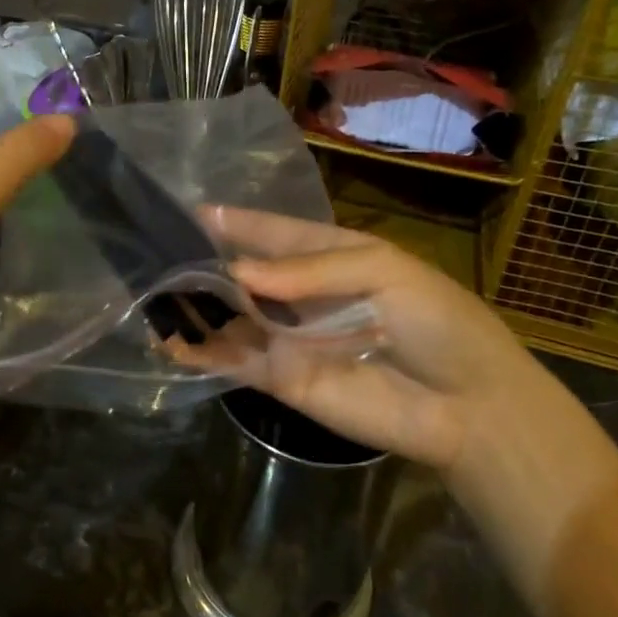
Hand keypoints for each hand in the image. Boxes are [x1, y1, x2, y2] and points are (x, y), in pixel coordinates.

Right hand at [188, 207, 617, 612]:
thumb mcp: (380, 270)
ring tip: (148, 291)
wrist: (469, 405)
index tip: (186, 210)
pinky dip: (202, 350)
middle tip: (151, 251)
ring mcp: (287, 338)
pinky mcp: (281, 380)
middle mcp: (299, 295)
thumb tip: (238, 271)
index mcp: (327, 255)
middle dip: (202, 261)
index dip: (233, 221)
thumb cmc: (436, 319)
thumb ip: (307, 270)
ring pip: (230, 315)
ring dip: (193, 305)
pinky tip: (168, 337)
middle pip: (241, 272)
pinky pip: (235, 359)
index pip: (269, 231)